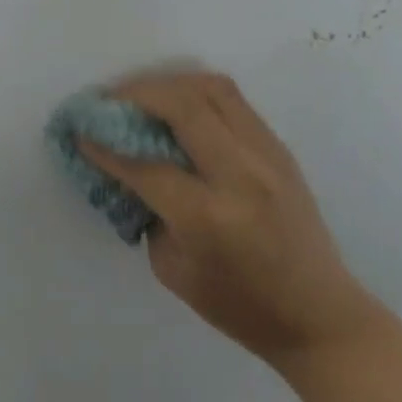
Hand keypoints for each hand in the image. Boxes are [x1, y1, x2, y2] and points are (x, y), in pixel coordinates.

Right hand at [79, 72, 384, 366]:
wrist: (321, 317)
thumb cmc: (240, 307)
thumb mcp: (174, 270)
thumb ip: (148, 210)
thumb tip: (127, 165)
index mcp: (210, 217)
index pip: (146, 165)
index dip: (106, 145)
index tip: (80, 130)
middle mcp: (241, 175)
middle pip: (183, 105)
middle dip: (136, 94)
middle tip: (108, 100)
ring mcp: (266, 156)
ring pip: (212, 89)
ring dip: (168, 84)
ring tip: (142, 96)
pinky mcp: (279, 148)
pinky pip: (232, 100)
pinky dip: (196, 93)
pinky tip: (176, 106)